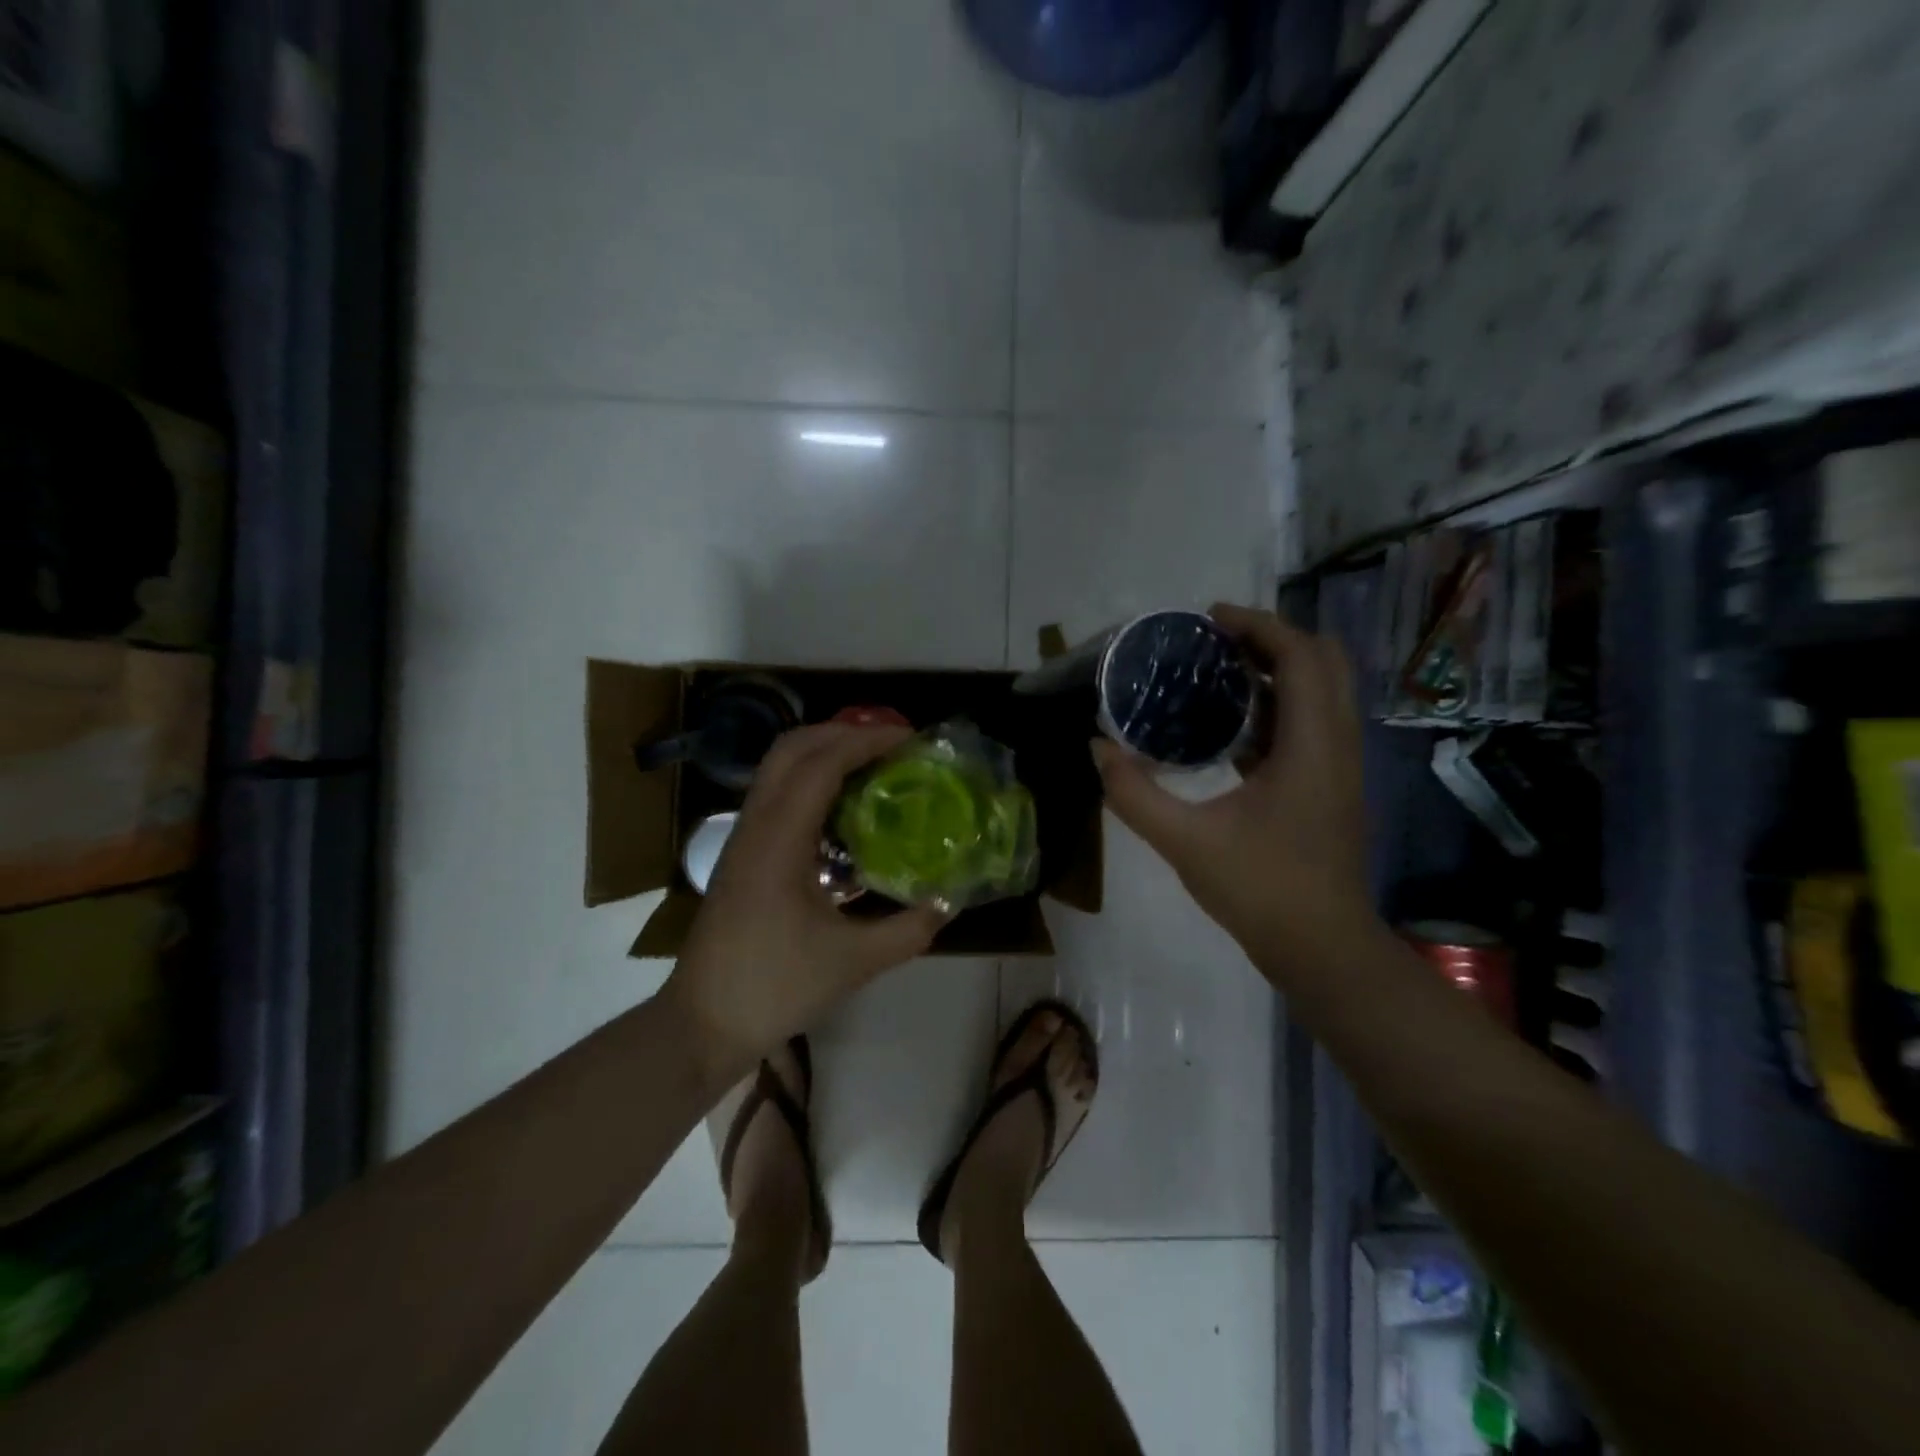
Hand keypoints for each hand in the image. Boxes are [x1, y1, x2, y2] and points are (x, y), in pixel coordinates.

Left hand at [662, 723, 947, 1074]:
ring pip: (778, 767)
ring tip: (873, 765)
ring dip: (824, 752)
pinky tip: (843, 808)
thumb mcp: (854, 963)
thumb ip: (909, 930)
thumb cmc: (775, 988)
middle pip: (792, 748)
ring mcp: (743, 837)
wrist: (702, 1022)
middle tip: (891, 744)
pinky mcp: (742, 853)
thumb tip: (949, 902)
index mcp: (780, 841)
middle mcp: (756, 825)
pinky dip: (811, 779)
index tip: (909, 738)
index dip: (866, 741)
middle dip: (842, 732)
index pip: (821, 765)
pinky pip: (776, 793)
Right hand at [1092, 604, 1376, 975]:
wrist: (1323, 950)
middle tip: (1216, 643)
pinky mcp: (1330, 788)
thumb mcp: (1185, 841)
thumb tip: (1097, 749)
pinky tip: (1230, 728)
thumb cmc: (1262, 890)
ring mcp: (1339, 767)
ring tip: (1219, 674)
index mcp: (1312, 745)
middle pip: (1324, 662)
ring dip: (1278, 672)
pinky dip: (1278, 707)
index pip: (1301, 656)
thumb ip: (1134, 794)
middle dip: (1272, 639)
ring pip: (1322, 693)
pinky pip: (1312, 724)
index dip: (1259, 625)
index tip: (1210, 620)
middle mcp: (1337, 745)